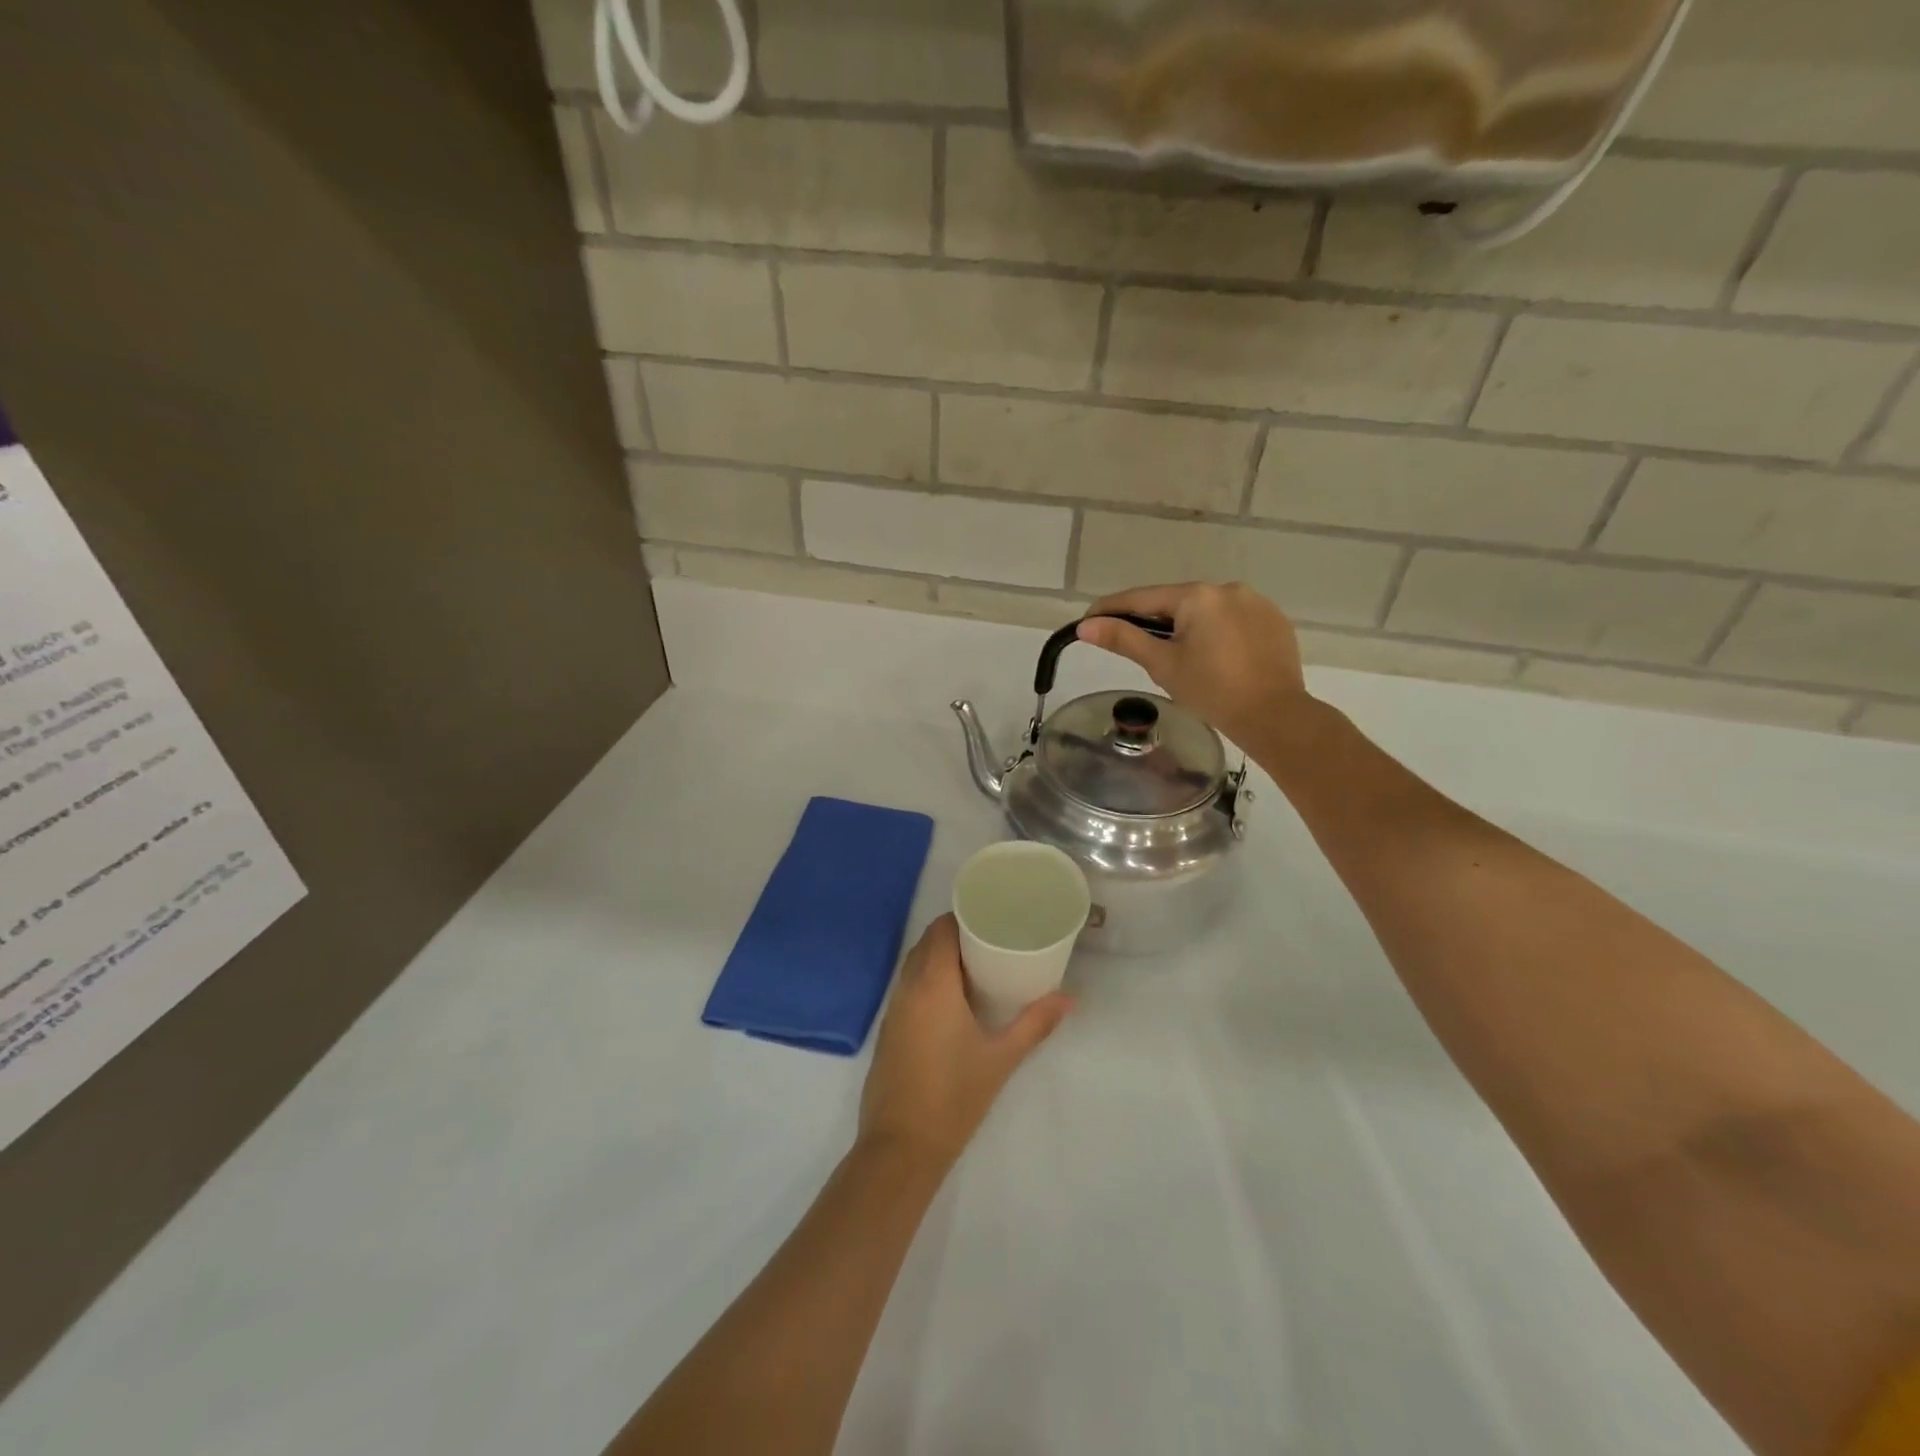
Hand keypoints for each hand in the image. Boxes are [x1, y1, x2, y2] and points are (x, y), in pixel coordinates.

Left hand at [858, 915, 1069, 1172]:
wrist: (901, 1146)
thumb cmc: (955, 1096)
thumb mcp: (1001, 1058)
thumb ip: (1035, 1024)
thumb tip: (1069, 999)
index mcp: (933, 983)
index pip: (942, 930)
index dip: (963, 917)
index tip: (991, 917)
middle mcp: (908, 987)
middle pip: (927, 942)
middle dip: (954, 934)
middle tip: (991, 939)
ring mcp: (894, 1008)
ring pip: (914, 964)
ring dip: (938, 956)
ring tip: (976, 964)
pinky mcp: (888, 1029)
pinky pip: (908, 986)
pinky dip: (926, 978)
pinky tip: (952, 998)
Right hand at [1076, 582, 1311, 746]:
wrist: (1274, 716)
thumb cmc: (1211, 691)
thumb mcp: (1162, 665)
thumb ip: (1124, 639)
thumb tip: (1086, 626)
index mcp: (1197, 596)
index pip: (1142, 598)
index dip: (1112, 609)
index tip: (1089, 620)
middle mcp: (1227, 588)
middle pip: (1176, 602)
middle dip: (1153, 620)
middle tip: (1135, 645)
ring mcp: (1256, 602)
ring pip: (1207, 611)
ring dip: (1187, 626)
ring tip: (1179, 656)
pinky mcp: (1274, 620)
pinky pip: (1233, 620)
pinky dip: (1217, 632)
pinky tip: (1215, 657)